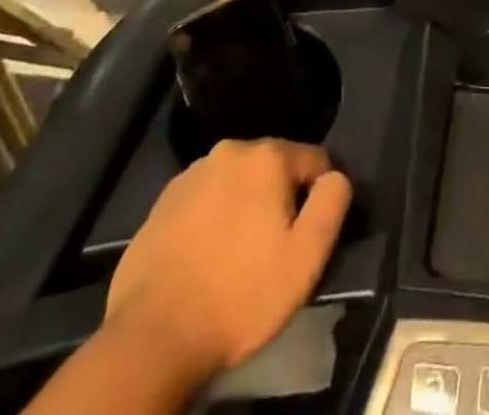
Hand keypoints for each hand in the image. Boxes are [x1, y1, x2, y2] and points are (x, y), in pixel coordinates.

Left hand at [106, 139, 351, 374]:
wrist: (152, 338)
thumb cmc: (239, 296)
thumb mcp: (306, 258)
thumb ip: (332, 203)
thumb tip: (336, 176)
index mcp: (267, 156)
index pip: (314, 160)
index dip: (317, 198)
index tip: (305, 237)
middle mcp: (230, 150)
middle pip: (273, 168)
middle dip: (278, 200)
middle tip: (271, 251)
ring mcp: (191, 175)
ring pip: (236, 183)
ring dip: (244, 207)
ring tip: (236, 258)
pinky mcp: (162, 202)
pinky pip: (204, 201)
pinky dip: (211, 220)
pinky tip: (205, 259)